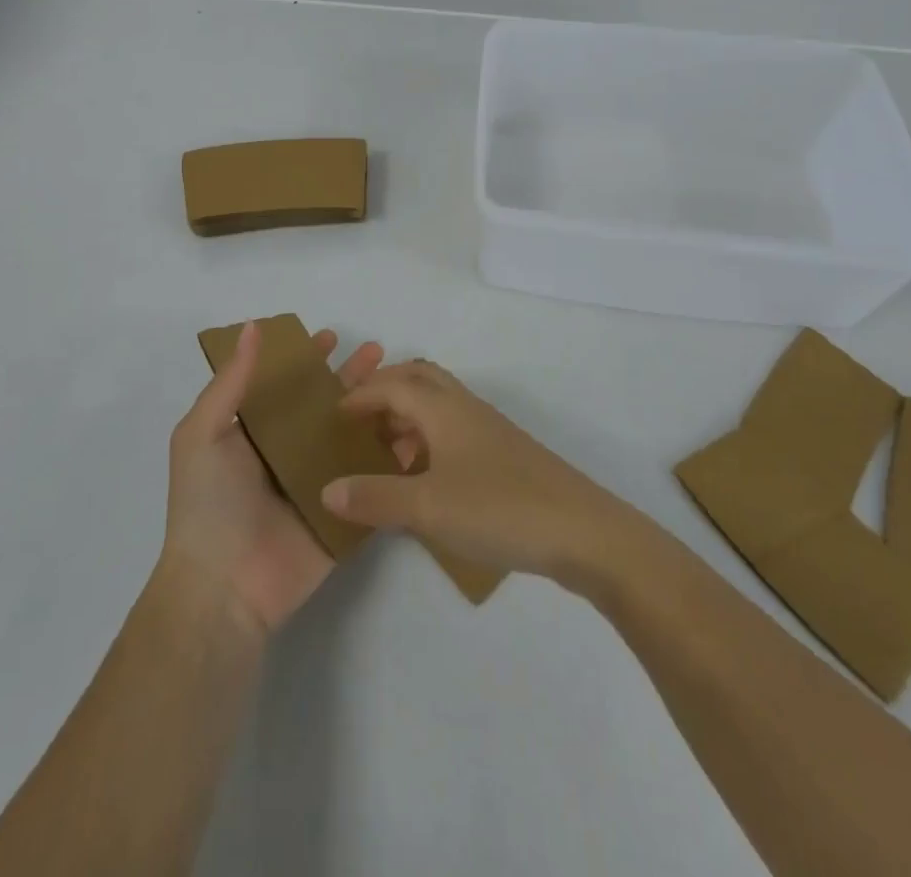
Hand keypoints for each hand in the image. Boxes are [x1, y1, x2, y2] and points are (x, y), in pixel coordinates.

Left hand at [156, 322, 383, 638]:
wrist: (224, 589)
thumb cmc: (208, 504)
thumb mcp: (203, 434)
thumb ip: (231, 382)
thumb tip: (253, 327)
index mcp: (257, 434)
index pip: (288, 387)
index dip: (307, 360)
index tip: (331, 337)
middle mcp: (289, 453)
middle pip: (328, 406)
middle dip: (352, 378)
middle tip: (379, 352)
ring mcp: (320, 485)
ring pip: (354, 438)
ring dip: (377, 410)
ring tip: (405, 386)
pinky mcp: (344, 514)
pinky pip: (372, 480)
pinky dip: (393, 458)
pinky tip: (418, 434)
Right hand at [318, 360, 635, 588]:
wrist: (583, 532)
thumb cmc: (499, 509)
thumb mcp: (428, 507)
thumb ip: (375, 497)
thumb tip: (327, 489)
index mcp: (443, 409)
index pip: (392, 385)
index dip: (360, 395)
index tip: (332, 415)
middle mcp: (465, 408)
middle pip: (419, 379)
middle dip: (385, 390)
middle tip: (357, 418)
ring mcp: (489, 430)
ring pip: (439, 403)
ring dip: (408, 414)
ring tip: (385, 449)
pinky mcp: (505, 454)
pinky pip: (455, 429)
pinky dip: (430, 438)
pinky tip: (426, 477)